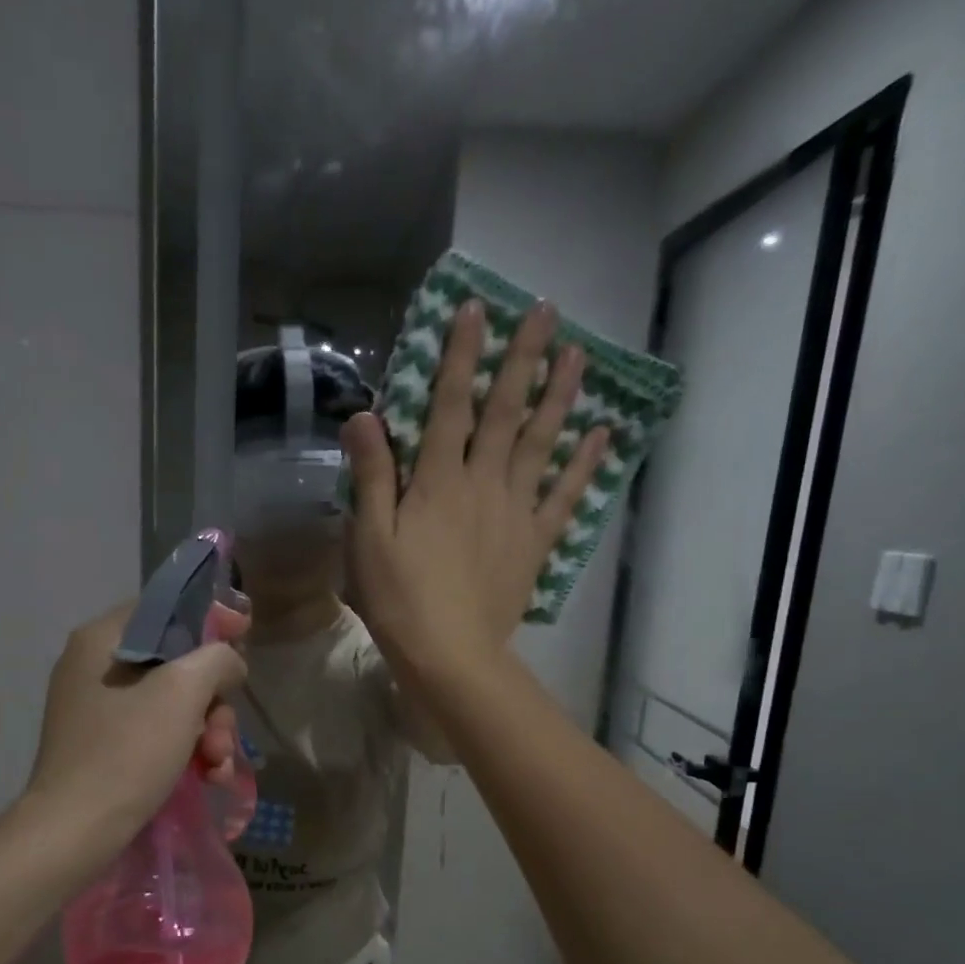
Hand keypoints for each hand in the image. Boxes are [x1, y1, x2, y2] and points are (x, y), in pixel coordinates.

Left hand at [25, 601, 248, 841]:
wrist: (75, 830)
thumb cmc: (128, 751)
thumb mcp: (183, 692)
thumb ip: (216, 658)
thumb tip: (229, 661)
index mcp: (102, 638)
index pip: (166, 608)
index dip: (211, 619)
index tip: (246, 635)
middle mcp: (95, 665)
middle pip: (176, 662)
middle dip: (212, 699)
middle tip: (226, 733)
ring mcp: (98, 707)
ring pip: (171, 701)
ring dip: (207, 731)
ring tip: (219, 766)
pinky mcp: (104, 744)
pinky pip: (155, 730)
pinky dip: (185, 749)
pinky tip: (208, 777)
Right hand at [344, 300, 608, 682]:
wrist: (451, 654)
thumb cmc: (400, 598)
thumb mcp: (370, 538)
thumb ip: (371, 476)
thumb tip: (363, 416)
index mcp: (438, 481)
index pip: (450, 405)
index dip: (462, 356)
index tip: (476, 309)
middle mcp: (483, 483)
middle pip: (505, 412)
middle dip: (523, 358)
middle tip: (546, 311)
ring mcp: (515, 512)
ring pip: (541, 443)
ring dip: (560, 397)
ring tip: (579, 355)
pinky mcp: (535, 543)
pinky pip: (565, 497)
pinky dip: (584, 465)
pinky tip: (601, 436)